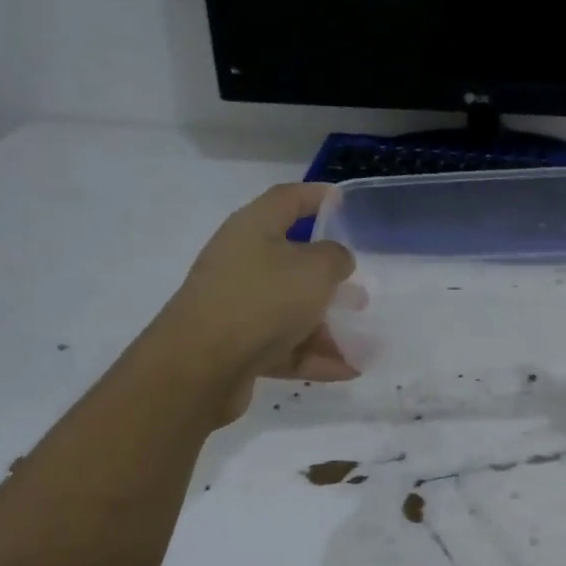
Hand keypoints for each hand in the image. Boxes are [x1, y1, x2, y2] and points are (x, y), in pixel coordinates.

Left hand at [161, 184, 356, 422]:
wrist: (201, 366)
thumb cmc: (262, 300)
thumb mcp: (315, 270)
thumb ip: (336, 258)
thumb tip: (336, 260)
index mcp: (253, 228)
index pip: (287, 199)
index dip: (316, 195)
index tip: (343, 200)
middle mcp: (242, 262)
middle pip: (291, 261)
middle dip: (329, 277)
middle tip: (360, 289)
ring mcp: (237, 306)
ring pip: (291, 309)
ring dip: (328, 325)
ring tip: (364, 342)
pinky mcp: (237, 346)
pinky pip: (285, 346)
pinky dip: (315, 356)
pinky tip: (349, 370)